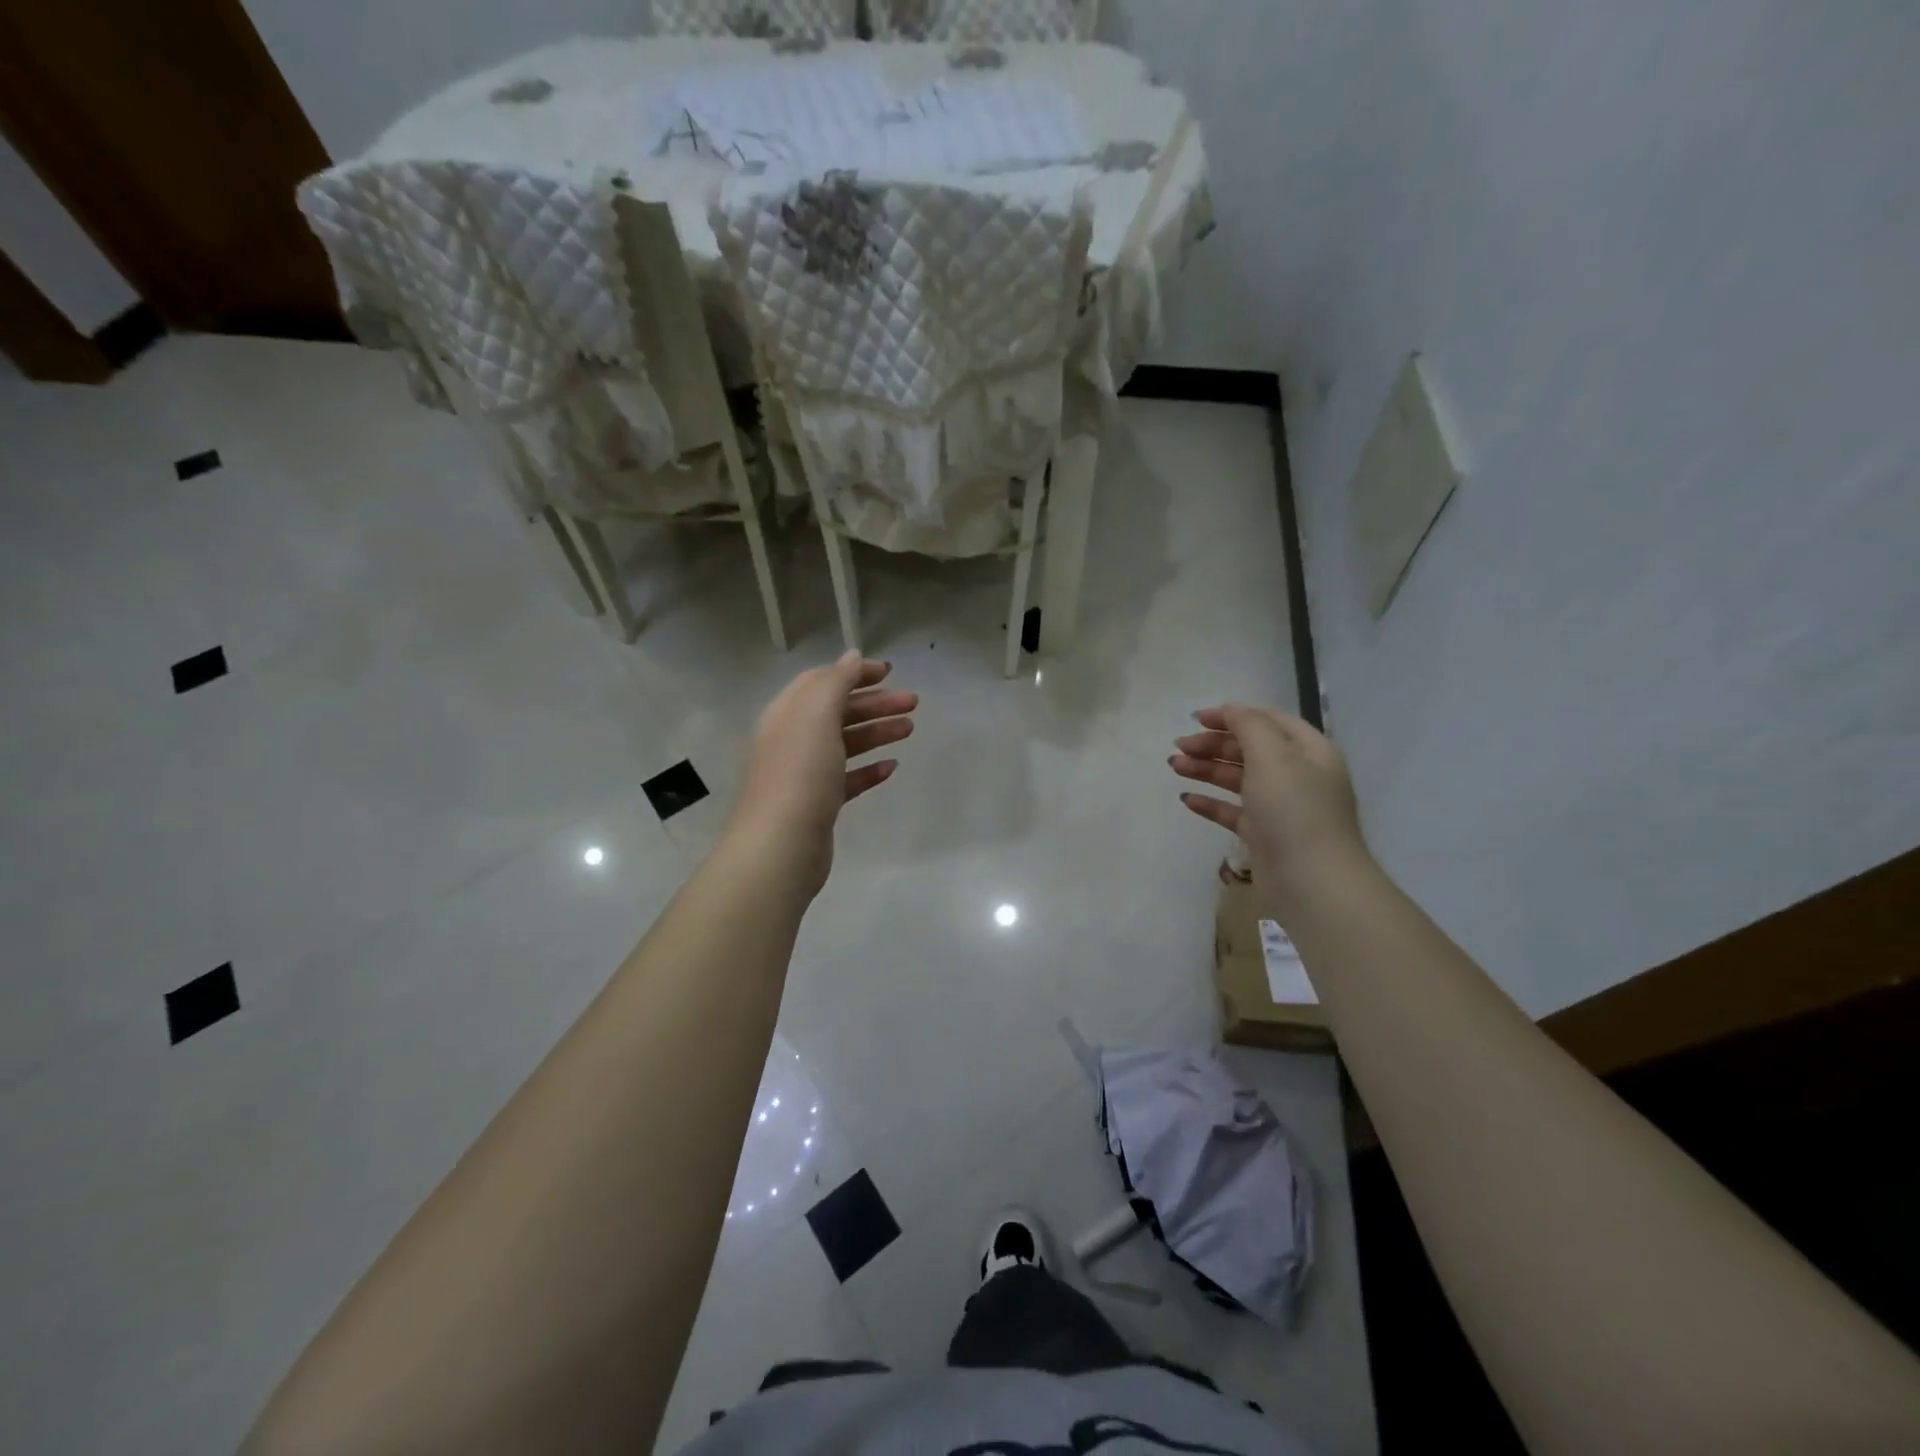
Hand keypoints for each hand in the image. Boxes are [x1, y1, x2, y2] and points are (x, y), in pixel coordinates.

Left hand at [727, 652, 916, 893]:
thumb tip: (851, 656)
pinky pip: (848, 779)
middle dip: (875, 703)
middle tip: (913, 702)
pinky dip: (869, 770)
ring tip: (909, 729)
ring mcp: (805, 773)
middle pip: (838, 712)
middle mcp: (794, 738)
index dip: (854, 673)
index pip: (822, 682)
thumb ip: (836, 681)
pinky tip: (891, 767)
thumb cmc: (801, 771)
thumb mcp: (817, 714)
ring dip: (877, 732)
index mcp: (789, 713)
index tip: (889, 672)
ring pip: (846, 744)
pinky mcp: (819, 804)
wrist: (782, 844)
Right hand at [1171, 705, 1370, 902]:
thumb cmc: (1294, 810)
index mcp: (1309, 751)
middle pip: (1250, 749)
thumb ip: (1249, 725)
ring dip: (1206, 769)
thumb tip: (1230, 709)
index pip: (1268, 721)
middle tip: (1179, 747)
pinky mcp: (1265, 835)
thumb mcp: (1272, 756)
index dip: (1232, 716)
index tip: (1195, 719)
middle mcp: (1298, 775)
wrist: (1312, 882)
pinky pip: (1233, 811)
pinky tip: (1187, 799)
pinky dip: (1211, 803)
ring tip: (1174, 767)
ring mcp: (1281, 807)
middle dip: (1213, 744)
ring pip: (1238, 779)